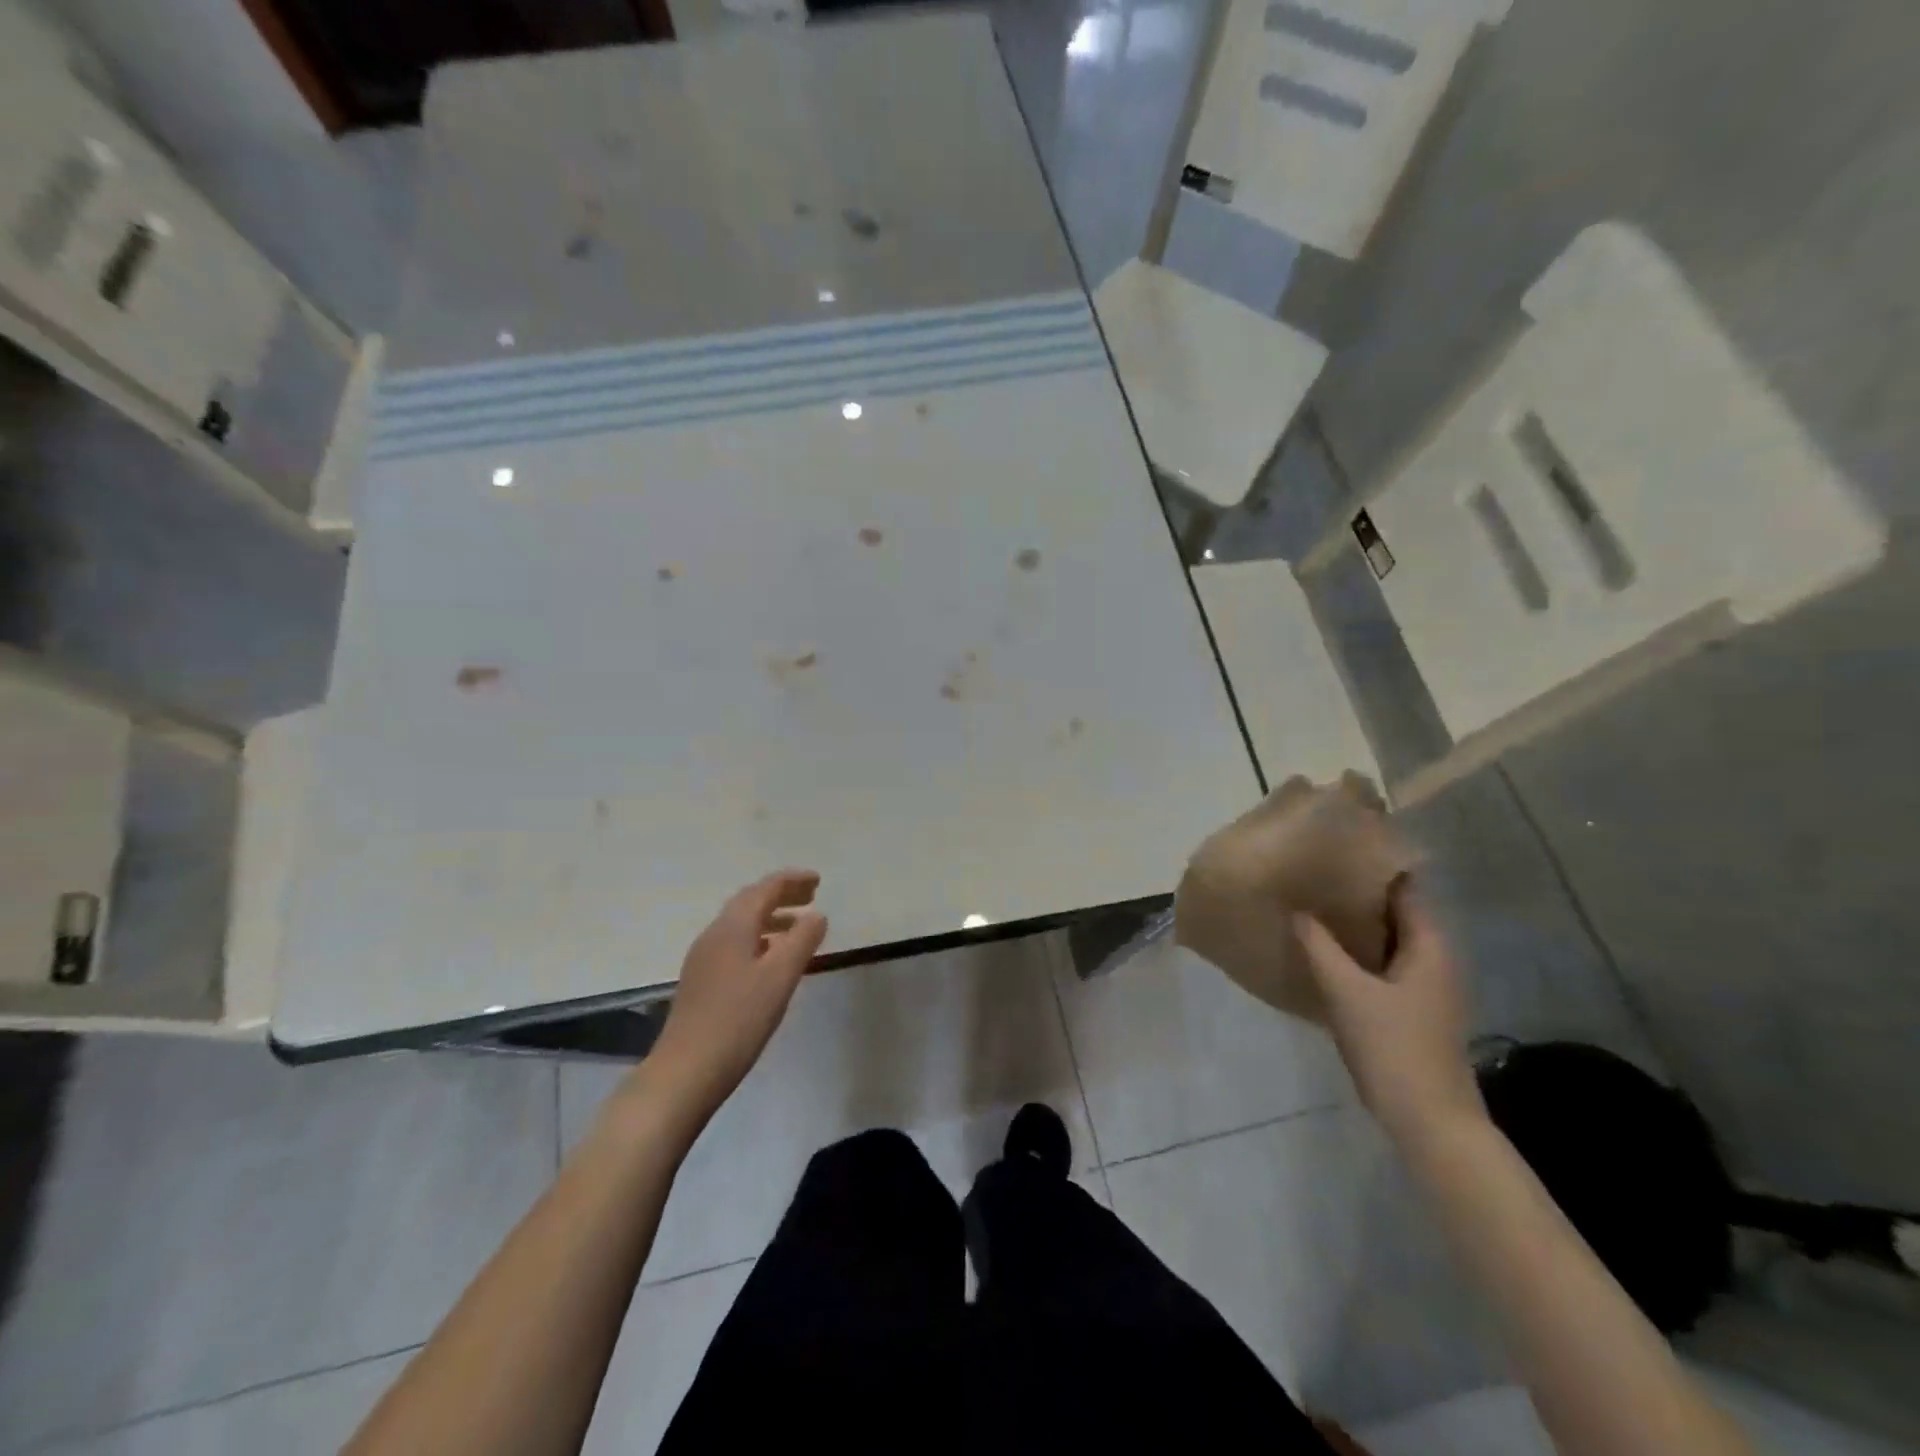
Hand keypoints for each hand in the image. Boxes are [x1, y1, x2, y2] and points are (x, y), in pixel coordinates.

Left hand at [643, 870, 827, 1120]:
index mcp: (733, 926)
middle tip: (811, 896)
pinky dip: (760, 939)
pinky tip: (771, 960)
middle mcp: (715, 934)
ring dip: (771, 918)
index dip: (792, 881)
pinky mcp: (701, 981)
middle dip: (781, 895)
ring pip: (742, 924)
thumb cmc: (738, 1020)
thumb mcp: (780, 977)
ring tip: (798, 927)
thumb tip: (816, 915)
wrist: (685, 1071)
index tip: (818, 881)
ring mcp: (704, 958)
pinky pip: (735, 944)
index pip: (765, 889)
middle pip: (751, 902)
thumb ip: (802, 941)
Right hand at [1295, 877, 1484, 1145]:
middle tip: (1311, 877)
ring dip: (1353, 925)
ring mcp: (1425, 986)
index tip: (1334, 851)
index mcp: (1429, 945)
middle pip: (1394, 911)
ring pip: (1386, 940)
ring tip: (1310, 907)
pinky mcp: (1412, 1008)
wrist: (1428, 1120)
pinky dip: (1356, 953)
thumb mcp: (1346, 990)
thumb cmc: (1392, 1046)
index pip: (1404, 887)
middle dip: (1356, 894)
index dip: (1372, 866)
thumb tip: (1298, 910)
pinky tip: (1322, 953)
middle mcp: (1433, 958)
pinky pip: (1381, 964)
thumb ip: (1319, 946)